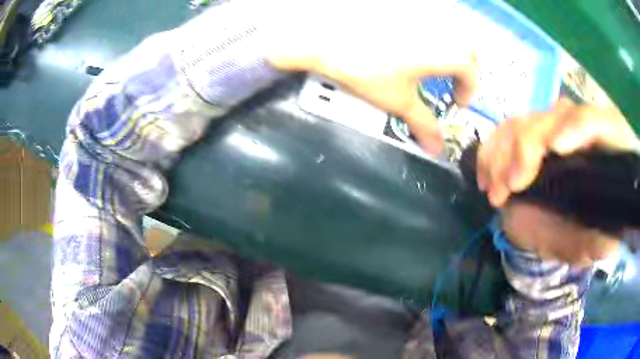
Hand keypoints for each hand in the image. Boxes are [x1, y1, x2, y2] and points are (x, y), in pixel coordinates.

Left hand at [266, 0, 477, 154]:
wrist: (324, 31)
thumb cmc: (366, 66)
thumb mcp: (398, 99)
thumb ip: (423, 123)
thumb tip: (436, 149)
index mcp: (454, 52)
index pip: (473, 75)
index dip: (466, 92)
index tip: (456, 101)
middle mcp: (449, 24)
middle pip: (467, 49)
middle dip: (461, 68)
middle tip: (446, 80)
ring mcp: (429, 7)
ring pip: (453, 27)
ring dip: (450, 43)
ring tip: (431, 55)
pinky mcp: (412, 0)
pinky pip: (433, 12)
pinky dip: (432, 24)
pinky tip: (412, 31)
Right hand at [478, 99, 637, 264]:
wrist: (566, 225)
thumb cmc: (583, 231)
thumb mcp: (592, 243)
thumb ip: (600, 243)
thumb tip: (609, 244)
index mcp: (608, 145)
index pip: (597, 122)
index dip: (579, 126)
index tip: (555, 148)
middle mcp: (582, 127)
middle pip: (557, 114)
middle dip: (530, 145)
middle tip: (512, 185)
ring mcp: (555, 126)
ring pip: (528, 119)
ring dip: (505, 152)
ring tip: (496, 192)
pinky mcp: (533, 131)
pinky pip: (506, 129)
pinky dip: (492, 151)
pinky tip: (486, 178)